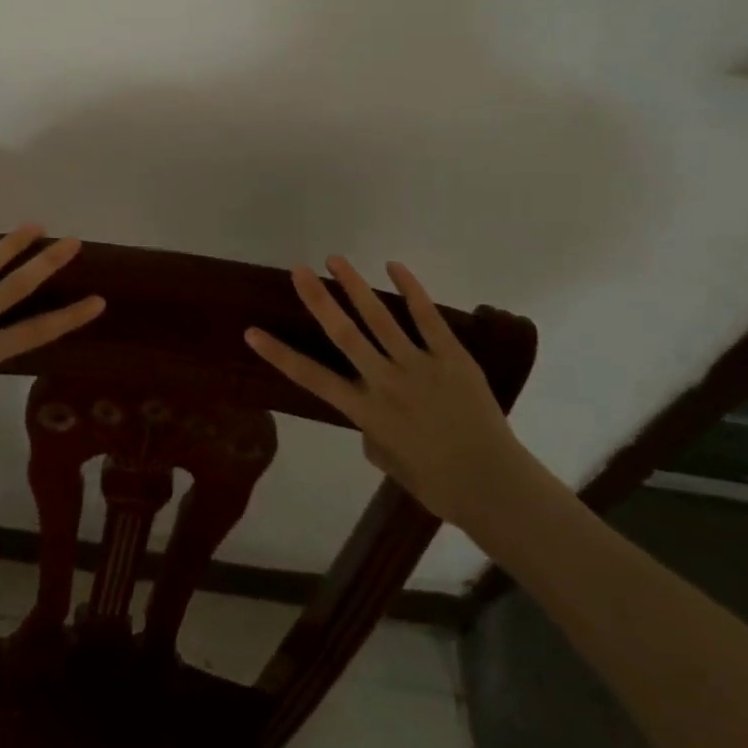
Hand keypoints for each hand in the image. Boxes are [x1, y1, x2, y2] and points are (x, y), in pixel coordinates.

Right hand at [244, 256, 529, 528]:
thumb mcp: (389, 462)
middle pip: (344, 334)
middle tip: (298, 270)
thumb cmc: (438, 484)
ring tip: (336, 259)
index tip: (251, 332)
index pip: (312, 378)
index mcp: (366, 412)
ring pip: (380, 318)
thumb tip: (370, 409)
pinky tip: (394, 267)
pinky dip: (411, 290)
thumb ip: (370, 430)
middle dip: (318, 299)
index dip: (279, 354)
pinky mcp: (451, 357)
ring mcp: (419, 366)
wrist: (495, 487)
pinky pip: (427, 318)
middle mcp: (385, 382)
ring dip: (354, 286)